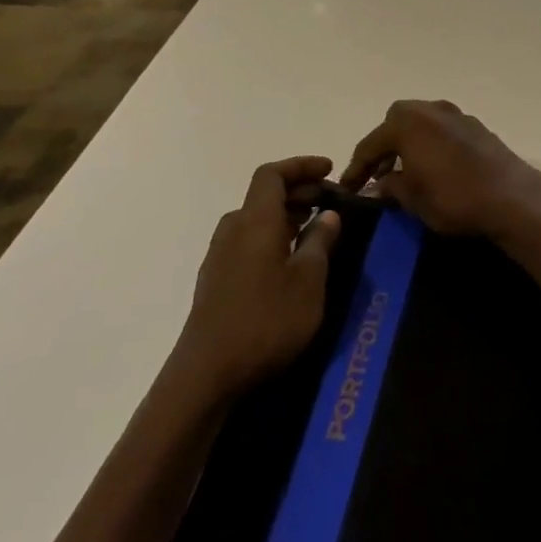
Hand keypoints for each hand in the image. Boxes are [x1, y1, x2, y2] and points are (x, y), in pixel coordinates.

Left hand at [180, 157, 341, 396]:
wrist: (208, 375)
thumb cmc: (266, 320)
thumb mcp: (309, 280)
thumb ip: (320, 241)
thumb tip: (328, 214)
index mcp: (254, 221)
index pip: (272, 174)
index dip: (301, 166)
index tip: (330, 169)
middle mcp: (233, 230)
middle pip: (264, 195)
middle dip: (299, 191)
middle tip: (332, 202)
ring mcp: (220, 256)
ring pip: (256, 219)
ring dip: (287, 215)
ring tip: (318, 229)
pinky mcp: (217, 280)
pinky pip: (249, 241)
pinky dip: (273, 236)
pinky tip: (292, 260)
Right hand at [340, 101, 540, 238]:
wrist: (511, 197)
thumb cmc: (454, 198)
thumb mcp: (413, 199)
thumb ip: (390, 187)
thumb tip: (377, 186)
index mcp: (406, 123)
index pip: (370, 144)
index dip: (356, 169)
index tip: (348, 188)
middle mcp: (430, 110)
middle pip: (395, 123)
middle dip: (384, 147)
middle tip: (378, 174)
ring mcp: (457, 114)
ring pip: (421, 123)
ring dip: (409, 143)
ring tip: (405, 171)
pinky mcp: (477, 126)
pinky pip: (443, 130)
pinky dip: (431, 143)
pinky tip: (434, 166)